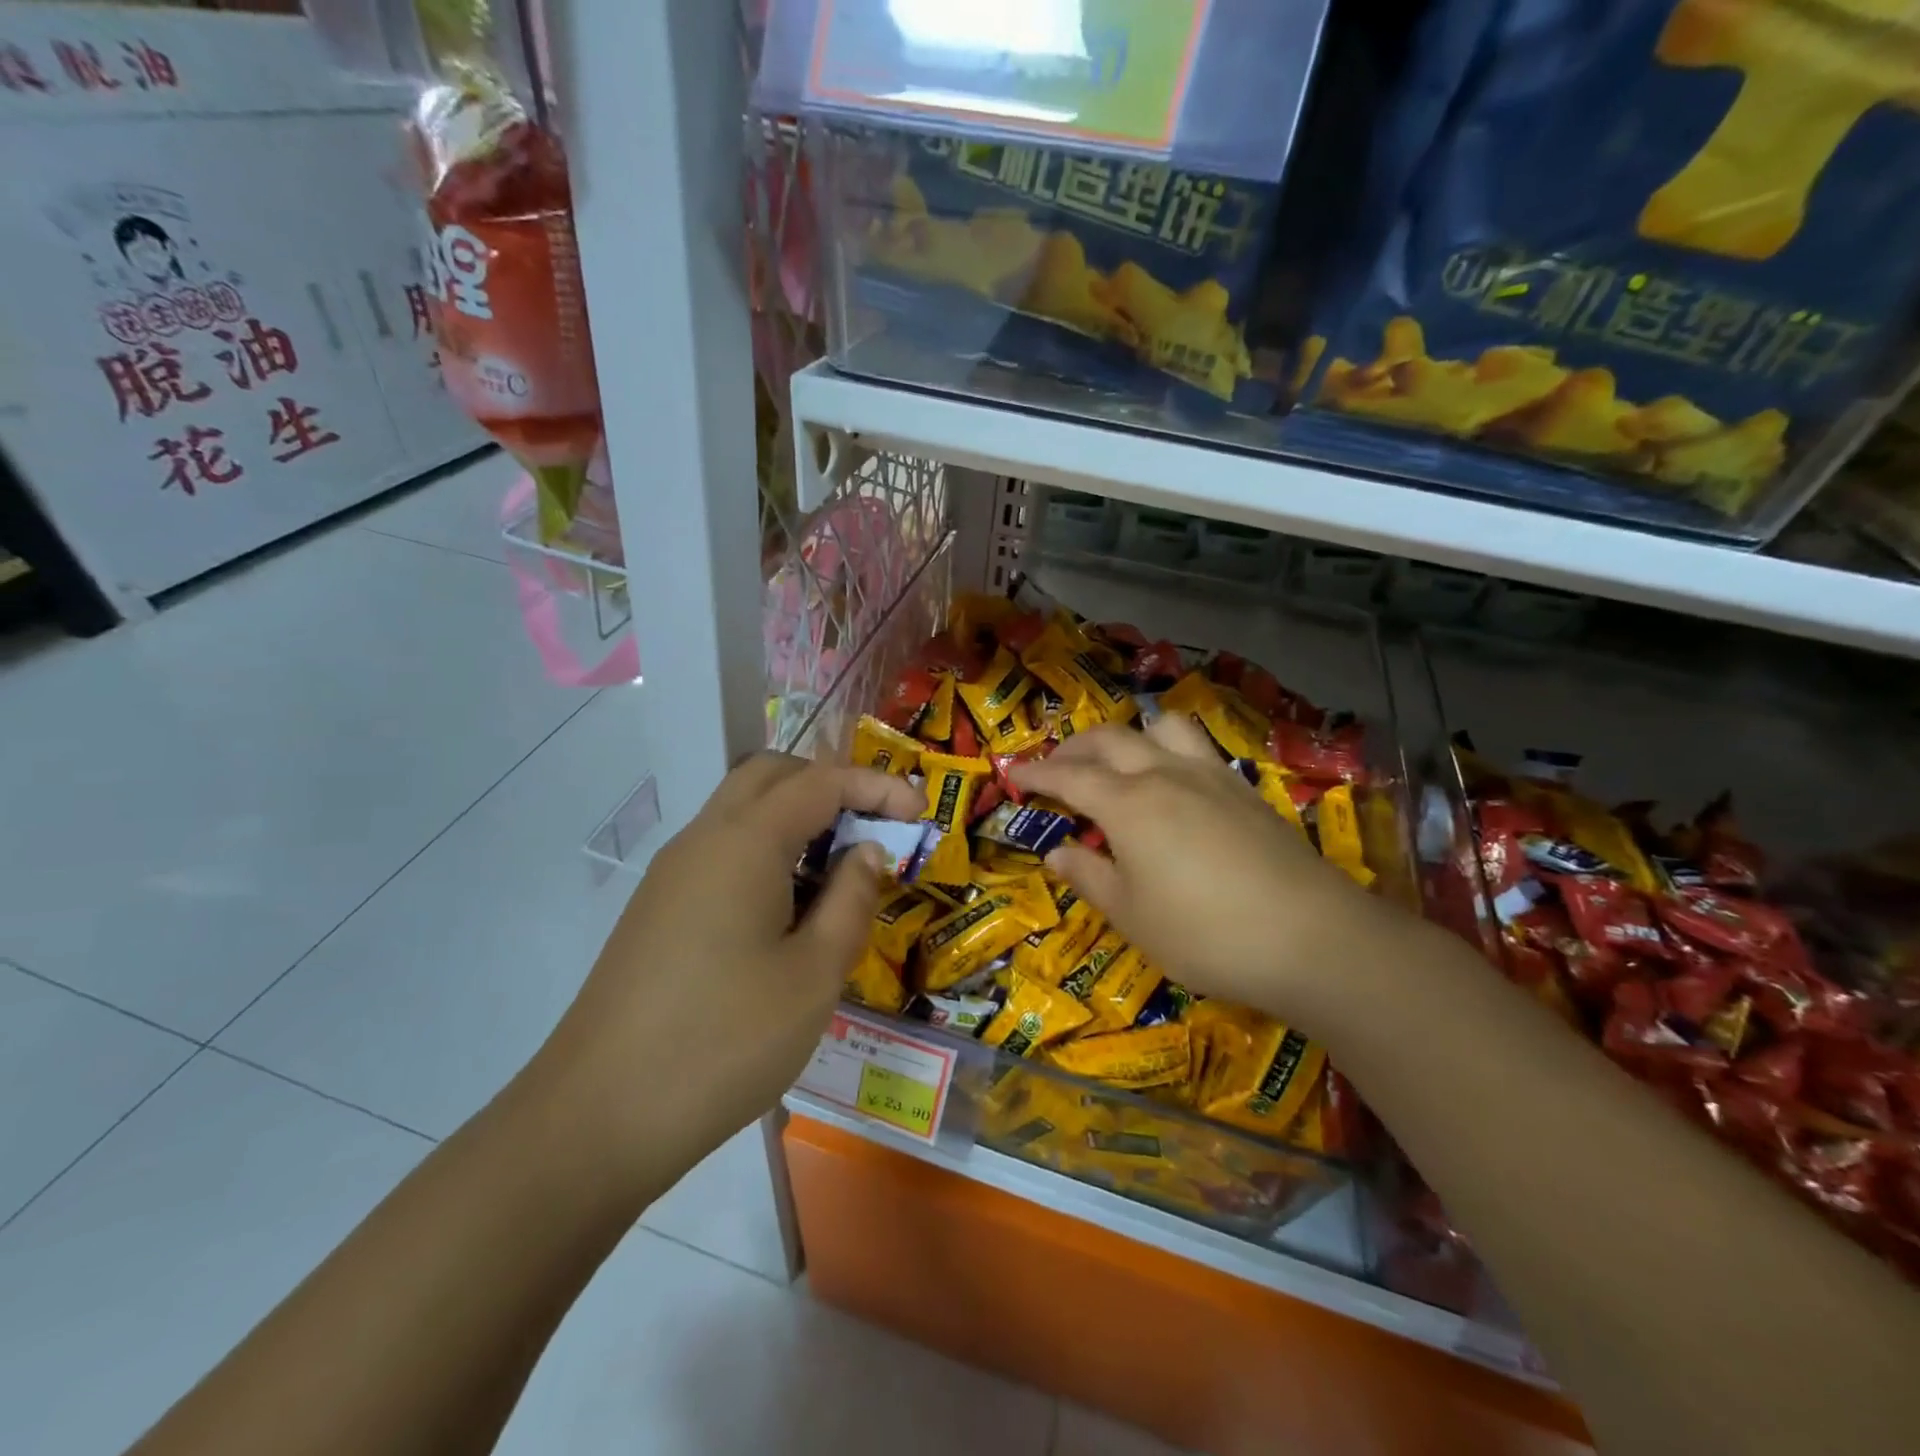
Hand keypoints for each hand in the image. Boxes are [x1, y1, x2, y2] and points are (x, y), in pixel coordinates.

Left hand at [531, 753, 922, 1197]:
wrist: (597, 1119)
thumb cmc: (725, 1042)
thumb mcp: (814, 974)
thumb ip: (851, 899)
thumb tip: (867, 851)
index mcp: (745, 842)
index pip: (822, 781)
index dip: (877, 786)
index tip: (921, 811)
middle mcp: (704, 839)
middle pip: (772, 776)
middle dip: (831, 786)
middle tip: (873, 828)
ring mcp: (673, 873)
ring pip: (742, 812)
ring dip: (797, 820)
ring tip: (839, 875)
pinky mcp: (658, 908)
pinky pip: (722, 851)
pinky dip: (767, 853)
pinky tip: (788, 912)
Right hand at [1013, 716, 1387, 1027]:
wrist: (1311, 937)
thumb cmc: (1205, 933)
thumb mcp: (1132, 916)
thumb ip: (1090, 878)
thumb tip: (1057, 854)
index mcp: (1128, 804)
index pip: (1069, 776)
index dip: (1037, 773)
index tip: (1014, 773)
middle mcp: (1166, 774)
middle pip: (1111, 739)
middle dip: (1075, 748)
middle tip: (1056, 768)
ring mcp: (1211, 776)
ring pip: (1161, 727)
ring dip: (1130, 735)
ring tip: (1119, 762)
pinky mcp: (1245, 790)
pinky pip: (1197, 749)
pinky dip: (1169, 751)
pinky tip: (1174, 785)